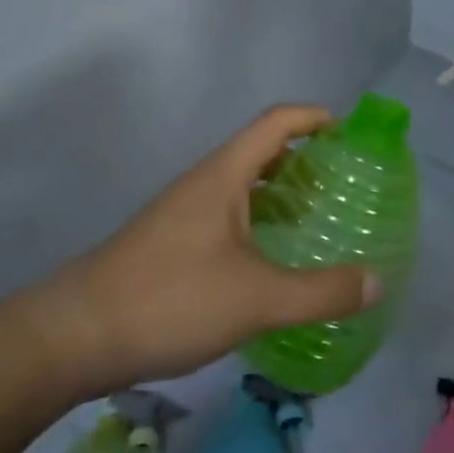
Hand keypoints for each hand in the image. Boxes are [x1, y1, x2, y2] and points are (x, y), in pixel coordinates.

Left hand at [26, 106, 382, 395]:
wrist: (77, 335)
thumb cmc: (170, 298)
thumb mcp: (256, 298)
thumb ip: (320, 292)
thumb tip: (377, 281)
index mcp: (225, 174)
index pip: (277, 122)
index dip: (315, 117)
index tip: (351, 133)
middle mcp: (205, 183)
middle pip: (262, 150)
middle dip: (306, 158)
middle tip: (344, 184)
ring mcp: (185, 212)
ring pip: (244, 186)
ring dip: (281, 192)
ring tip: (317, 220)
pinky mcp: (173, 243)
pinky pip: (229, 215)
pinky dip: (260, 222)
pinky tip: (272, 261)